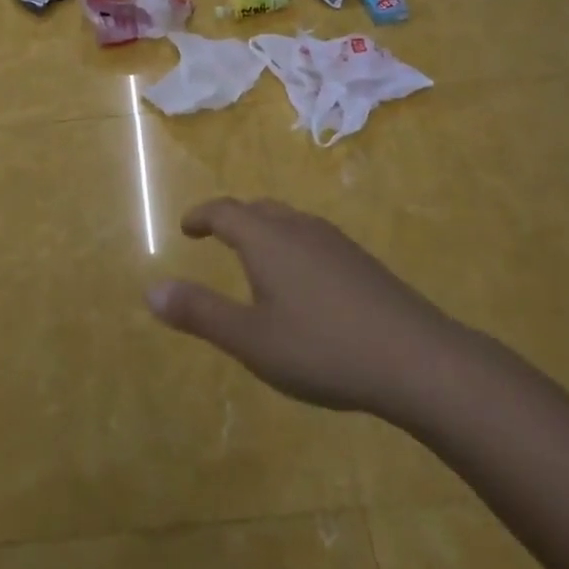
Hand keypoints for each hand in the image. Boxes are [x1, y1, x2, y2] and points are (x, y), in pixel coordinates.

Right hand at [147, 198, 449, 416]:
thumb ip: (200, 313)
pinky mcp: (361, 260)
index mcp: (267, 239)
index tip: (186, 228)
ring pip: (289, 221)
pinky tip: (303, 281)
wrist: (417, 358)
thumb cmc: (323, 348)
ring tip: (255, 257)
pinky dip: (292, 245)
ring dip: (264, 230)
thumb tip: (151, 291)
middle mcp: (299, 228)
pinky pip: (313, 238)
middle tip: (217, 237)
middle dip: (233, 219)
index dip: (201, 216)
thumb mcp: (251, 340)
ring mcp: (335, 241)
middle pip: (258, 210)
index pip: (225, 211)